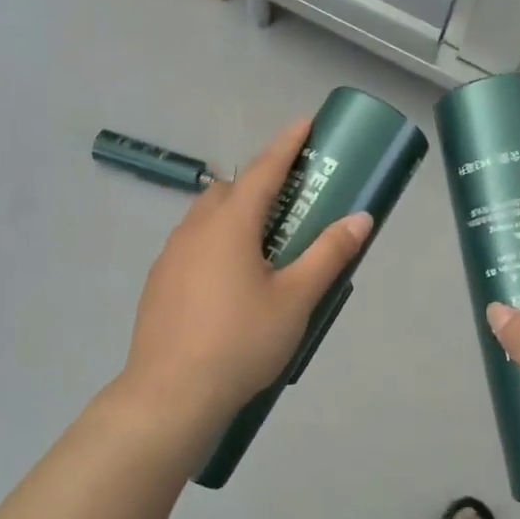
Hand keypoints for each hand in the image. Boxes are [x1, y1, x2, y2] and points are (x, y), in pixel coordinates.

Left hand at [117, 119, 371, 444]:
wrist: (171, 394)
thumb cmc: (241, 341)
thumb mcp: (296, 298)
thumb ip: (328, 254)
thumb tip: (360, 219)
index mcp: (230, 223)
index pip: (264, 169)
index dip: (287, 144)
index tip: (306, 124)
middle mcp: (195, 228)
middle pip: (230, 189)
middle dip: (260, 183)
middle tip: (291, 200)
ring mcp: (171, 254)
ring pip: (207, 216)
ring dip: (235, 213)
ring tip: (263, 243)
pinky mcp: (159, 281)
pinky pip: (192, 244)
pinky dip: (215, 242)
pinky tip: (229, 280)